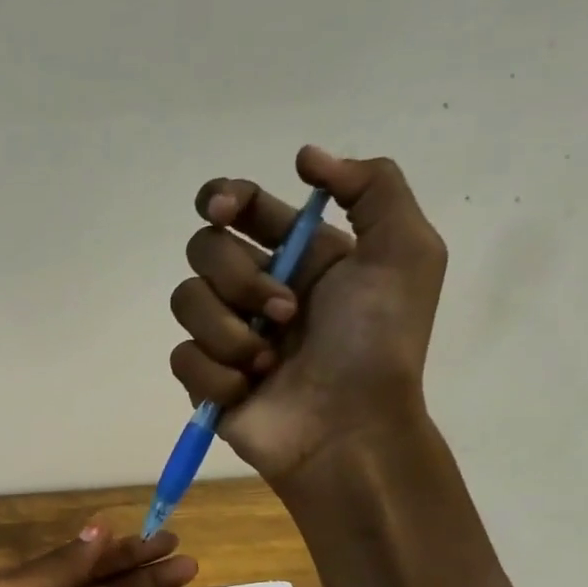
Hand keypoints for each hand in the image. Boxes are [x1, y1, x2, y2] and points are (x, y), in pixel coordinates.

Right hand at [168, 146, 446, 484]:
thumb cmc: (378, 344)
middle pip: (203, 249)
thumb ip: (372, 188)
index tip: (222, 209)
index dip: (222, 198)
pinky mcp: (204, 378)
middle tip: (286, 311)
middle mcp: (255, 287)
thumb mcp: (405, 253)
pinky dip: (216, 373)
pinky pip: (182, 356)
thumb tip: (305, 157)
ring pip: (185, 301)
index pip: (239, 208)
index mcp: (299, 255)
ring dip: (230, 331)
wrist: (349, 429)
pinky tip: (247, 390)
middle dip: (239, 277)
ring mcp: (226, 334)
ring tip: (268, 361)